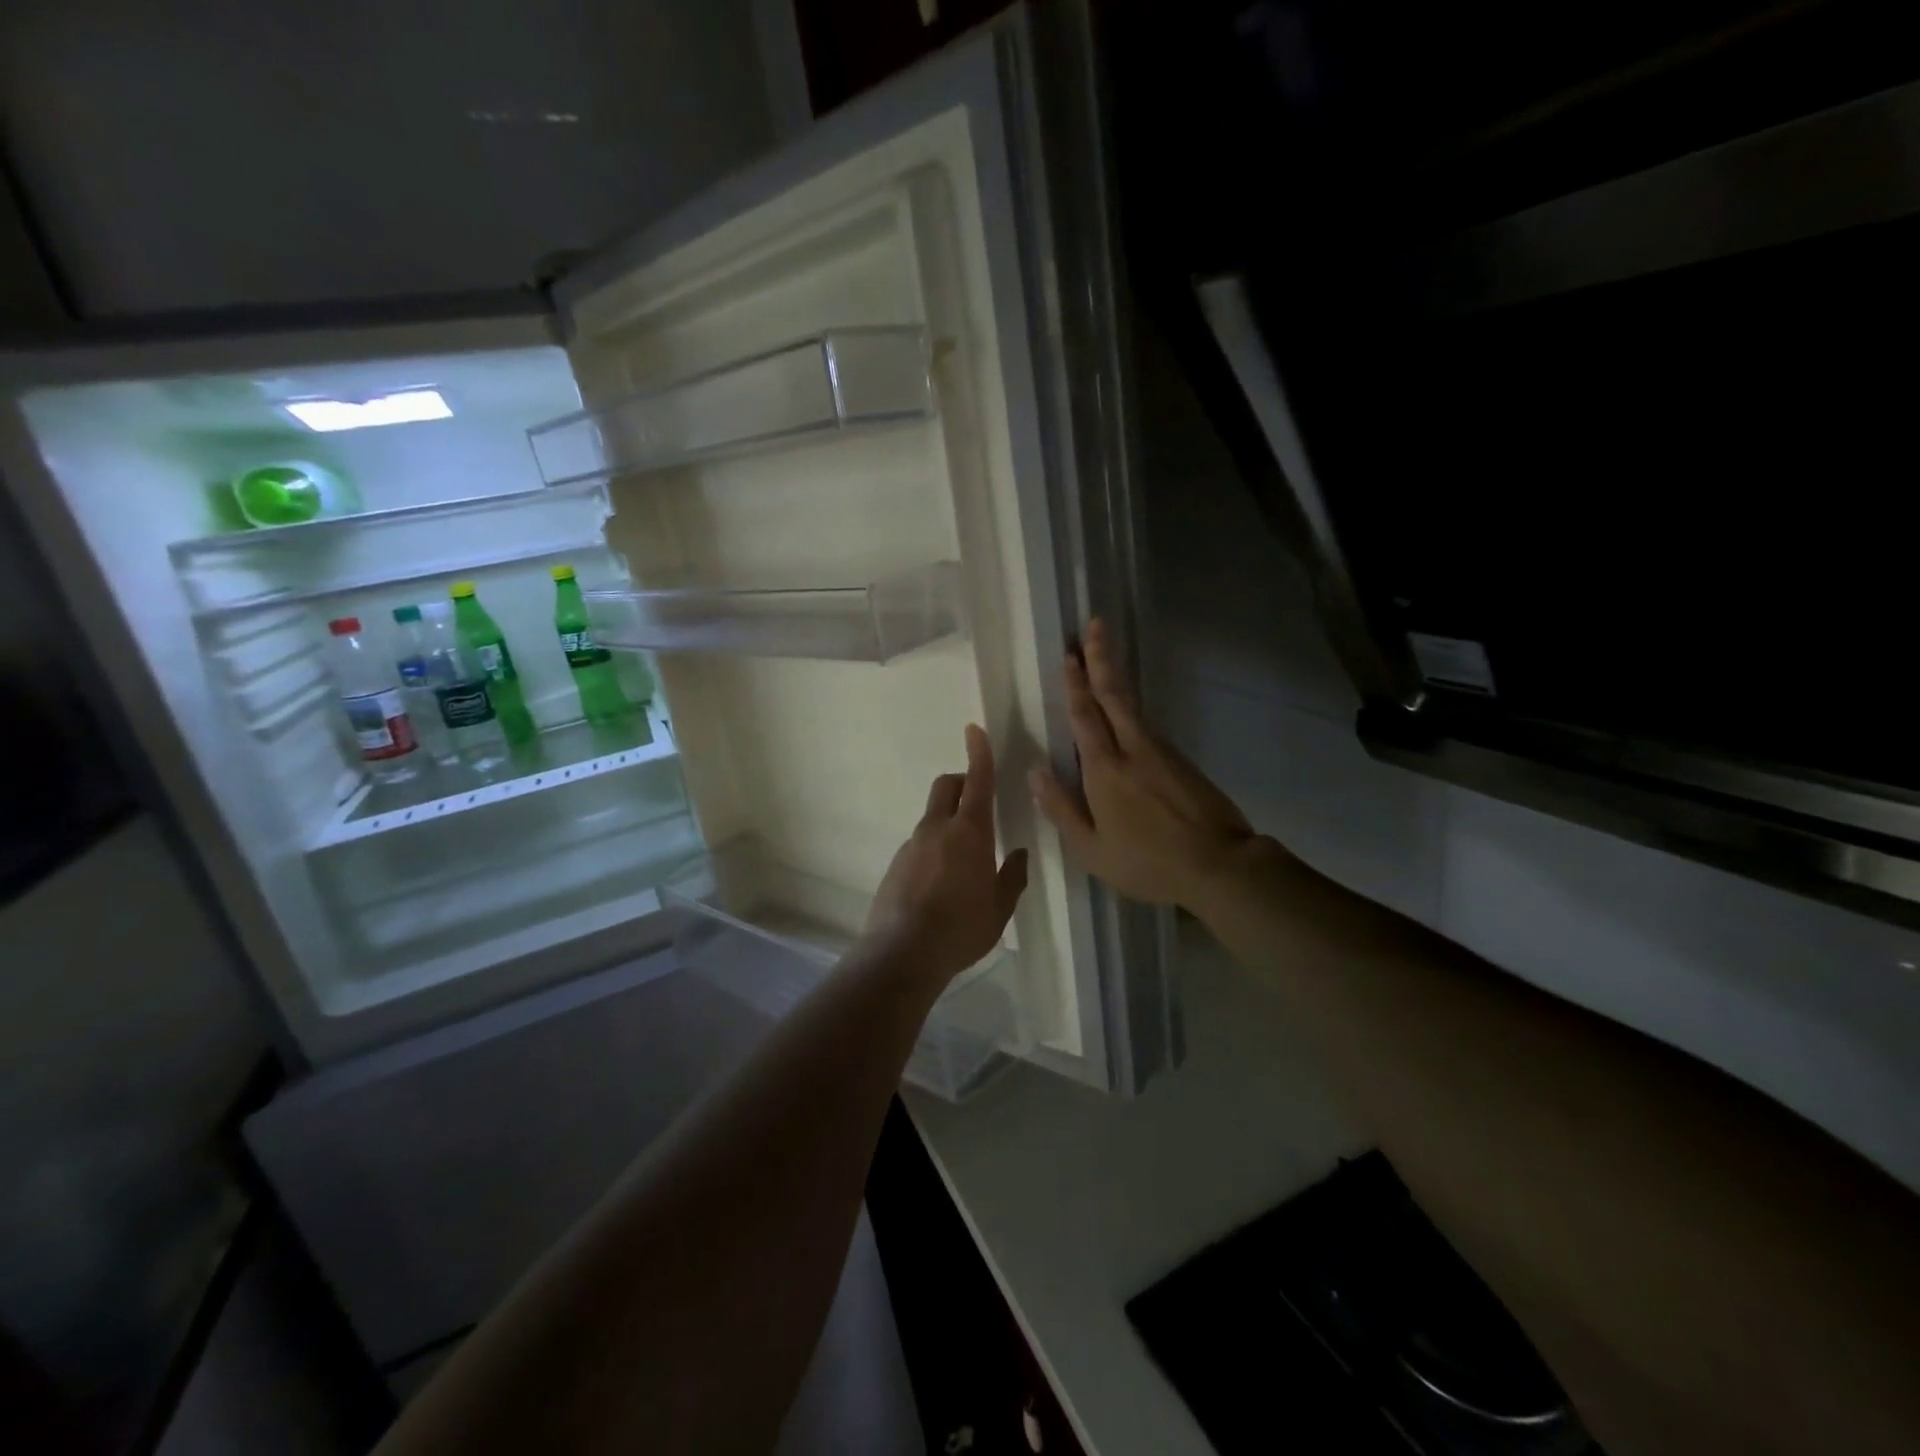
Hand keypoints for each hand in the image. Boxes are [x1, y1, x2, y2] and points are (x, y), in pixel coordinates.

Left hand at [865, 724, 1029, 984]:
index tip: (974, 729)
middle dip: (961, 782)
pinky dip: (933, 849)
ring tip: (962, 863)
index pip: (977, 781)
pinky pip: (919, 844)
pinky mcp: (895, 865)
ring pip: (932, 817)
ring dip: (948, 822)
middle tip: (978, 803)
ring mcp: (911, 846)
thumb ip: (1012, 877)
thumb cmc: (961, 928)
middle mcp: (937, 829)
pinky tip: (939, 885)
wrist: (902, 953)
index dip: (979, 753)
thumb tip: (1019, 854)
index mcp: (969, 832)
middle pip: (946, 786)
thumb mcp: (999, 908)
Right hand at [1030, 618, 1259, 911]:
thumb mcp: (1091, 848)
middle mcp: (1133, 749)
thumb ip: (1060, 808)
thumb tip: (1035, 771)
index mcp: (1104, 769)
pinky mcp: (1181, 761)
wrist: (1219, 866)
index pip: (1085, 715)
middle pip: (1114, 694)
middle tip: (1095, 625)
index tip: (1069, 653)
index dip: (1075, 683)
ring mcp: (1162, 752)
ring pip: (1133, 706)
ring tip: (1104, 657)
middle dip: (1101, 658)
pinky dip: (1131, 707)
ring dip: (1116, 678)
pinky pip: (1147, 725)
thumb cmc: (1147, 862)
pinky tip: (1125, 710)